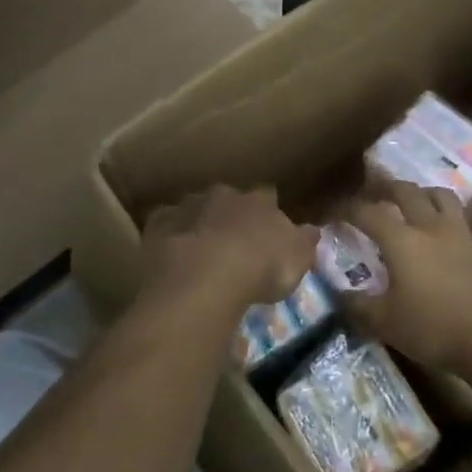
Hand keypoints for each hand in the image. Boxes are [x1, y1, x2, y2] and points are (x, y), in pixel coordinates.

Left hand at [139, 186, 317, 318]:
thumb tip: (311, 230)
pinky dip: (170, 234)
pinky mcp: (159, 224)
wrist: (204, 277)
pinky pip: (166, 224)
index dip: (268, 210)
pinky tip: (172, 253)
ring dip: (198, 223)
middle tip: (232, 240)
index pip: (268, 195)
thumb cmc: (259, 268)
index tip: (268, 227)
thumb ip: (304, 242)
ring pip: (195, 208)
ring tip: (200, 250)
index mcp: (259, 201)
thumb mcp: (297, 260)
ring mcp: (188, 206)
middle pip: (228, 198)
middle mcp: (223, 195)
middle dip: (229, 214)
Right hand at [346, 182, 471, 391]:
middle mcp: (432, 228)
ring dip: (427, 195)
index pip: (369, 213)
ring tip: (419, 202)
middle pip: (407, 192)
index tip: (335, 212)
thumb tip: (338, 292)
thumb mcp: (384, 323)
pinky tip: (462, 245)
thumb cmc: (433, 329)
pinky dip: (465, 234)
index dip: (348, 209)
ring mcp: (465, 236)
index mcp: (402, 241)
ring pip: (445, 199)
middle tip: (375, 190)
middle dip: (387, 187)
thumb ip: (357, 305)